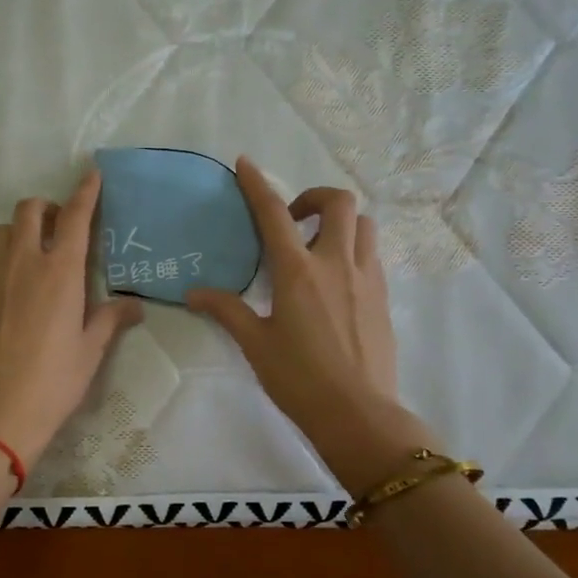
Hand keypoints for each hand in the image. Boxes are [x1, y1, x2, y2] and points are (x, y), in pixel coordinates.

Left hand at [0, 169, 143, 469]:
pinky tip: (18, 292)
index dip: (85, 192)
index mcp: (59, 272)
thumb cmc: (54, 381)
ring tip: (36, 252)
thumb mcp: (90, 350)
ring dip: (20, 229)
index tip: (91, 174)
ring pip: (2, 232)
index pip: (74, 218)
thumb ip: (110, 319)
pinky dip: (6, 261)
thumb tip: (134, 305)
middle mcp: (24, 265)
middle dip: (46, 207)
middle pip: (28, 211)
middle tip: (61, 225)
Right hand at [187, 158, 426, 485]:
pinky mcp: (383, 297)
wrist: (358, 414)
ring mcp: (366, 278)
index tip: (245, 164)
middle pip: (338, 202)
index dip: (257, 185)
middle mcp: (336, 264)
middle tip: (294, 221)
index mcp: (298, 272)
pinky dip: (354, 249)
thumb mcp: (256, 344)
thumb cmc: (299, 379)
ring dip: (341, 222)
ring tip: (318, 246)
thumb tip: (194, 293)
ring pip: (364, 224)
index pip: (274, 215)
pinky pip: (372, 255)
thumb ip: (226, 311)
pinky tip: (336, 280)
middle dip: (314, 197)